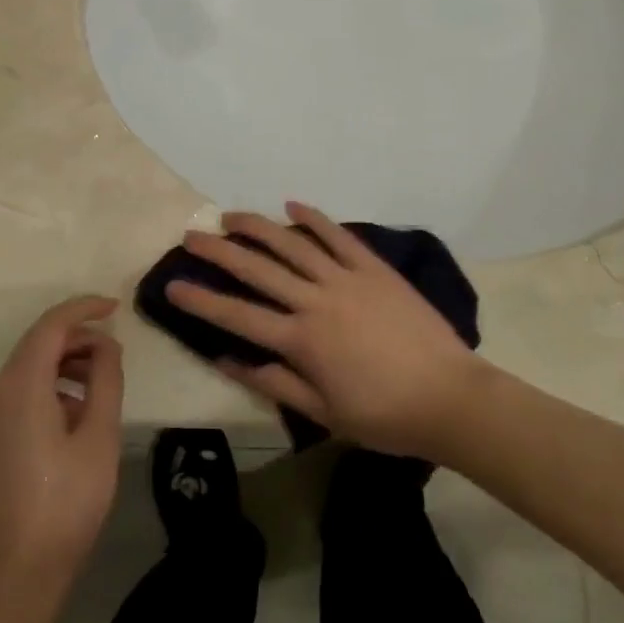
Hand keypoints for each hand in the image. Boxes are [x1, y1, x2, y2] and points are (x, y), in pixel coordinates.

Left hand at [0, 296, 124, 607]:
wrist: (15, 573)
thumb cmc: (66, 503)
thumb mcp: (99, 438)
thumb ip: (105, 381)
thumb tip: (106, 346)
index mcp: (21, 386)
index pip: (51, 326)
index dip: (83, 309)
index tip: (115, 308)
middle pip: (36, 344)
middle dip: (76, 337)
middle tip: (114, 349)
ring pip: (27, 369)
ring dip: (64, 362)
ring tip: (101, 379)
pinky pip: (19, 393)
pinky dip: (49, 386)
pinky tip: (76, 412)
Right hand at [166, 202, 485, 457]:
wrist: (450, 398)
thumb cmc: (384, 415)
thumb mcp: (323, 413)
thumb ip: (274, 383)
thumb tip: (227, 360)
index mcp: (301, 340)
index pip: (238, 316)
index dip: (201, 300)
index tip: (172, 285)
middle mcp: (316, 301)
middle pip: (258, 269)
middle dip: (219, 251)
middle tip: (191, 236)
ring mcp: (346, 279)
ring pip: (293, 245)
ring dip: (258, 227)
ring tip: (231, 216)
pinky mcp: (374, 270)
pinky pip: (339, 237)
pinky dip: (315, 220)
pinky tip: (292, 206)